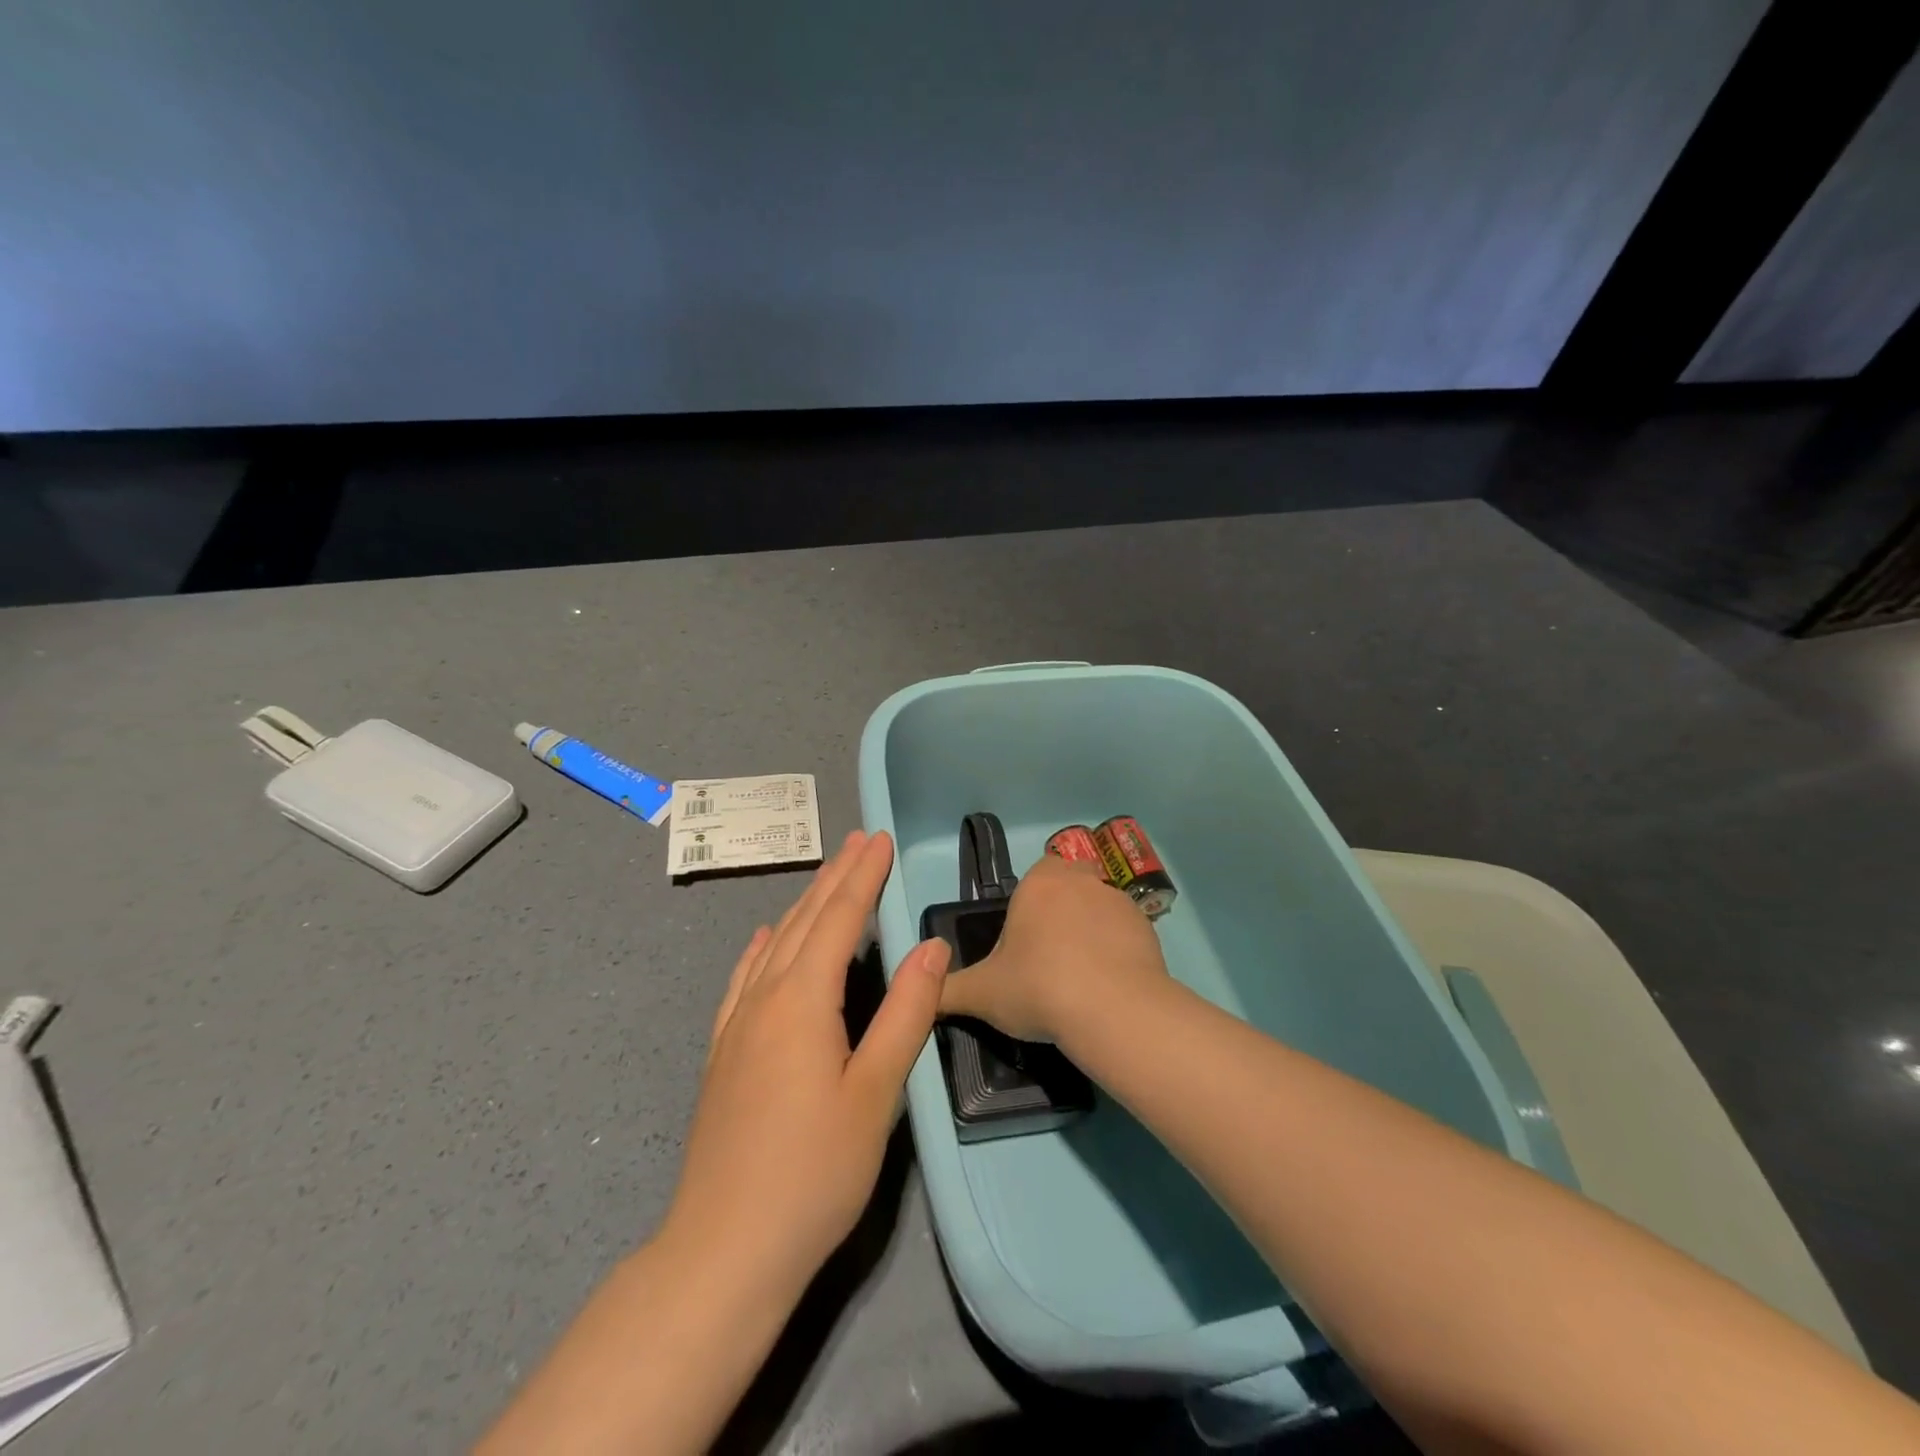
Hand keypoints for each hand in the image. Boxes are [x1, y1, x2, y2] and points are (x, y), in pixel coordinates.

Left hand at [664, 830, 949, 1302]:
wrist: (724, 1248)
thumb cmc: (814, 1171)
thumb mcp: (876, 1093)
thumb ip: (905, 1013)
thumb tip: (931, 947)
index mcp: (803, 1000)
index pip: (840, 919)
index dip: (862, 877)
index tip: (879, 840)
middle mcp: (765, 998)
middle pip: (805, 921)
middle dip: (836, 878)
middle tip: (858, 841)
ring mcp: (737, 1025)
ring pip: (774, 944)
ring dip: (804, 905)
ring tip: (826, 876)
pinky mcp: (723, 1052)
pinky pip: (744, 979)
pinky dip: (760, 948)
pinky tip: (762, 939)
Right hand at [939, 853, 1169, 1047]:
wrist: (1113, 1010)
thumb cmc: (1039, 987)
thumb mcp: (982, 994)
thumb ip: (948, 990)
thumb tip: (923, 992)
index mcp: (1040, 883)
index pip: (1038, 872)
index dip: (1032, 901)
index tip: (1025, 937)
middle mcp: (1081, 881)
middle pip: (1071, 884)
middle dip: (1063, 910)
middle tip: (1050, 956)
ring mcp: (1119, 902)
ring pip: (1100, 907)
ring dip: (1092, 930)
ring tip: (1082, 978)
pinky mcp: (1148, 928)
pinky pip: (1127, 933)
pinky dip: (1119, 951)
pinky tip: (1110, 986)